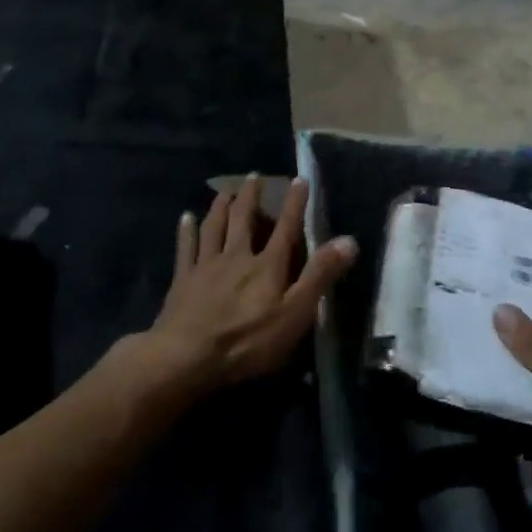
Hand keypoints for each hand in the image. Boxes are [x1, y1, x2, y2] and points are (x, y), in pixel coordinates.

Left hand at [150, 174, 357, 393]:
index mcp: (267, 265)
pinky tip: (185, 217)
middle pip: (244, 219)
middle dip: (251, 196)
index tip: (300, 179)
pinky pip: (185, 248)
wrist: (187, 356)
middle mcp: (237, 256)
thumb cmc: (248, 340)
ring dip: (220, 207)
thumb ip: (320, 276)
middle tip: (254, 175)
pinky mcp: (183, 280)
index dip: (295, 204)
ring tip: (224, 192)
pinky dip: (186, 231)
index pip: (286, 228)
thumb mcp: (294, 313)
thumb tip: (348, 240)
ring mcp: (207, 266)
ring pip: (214, 227)